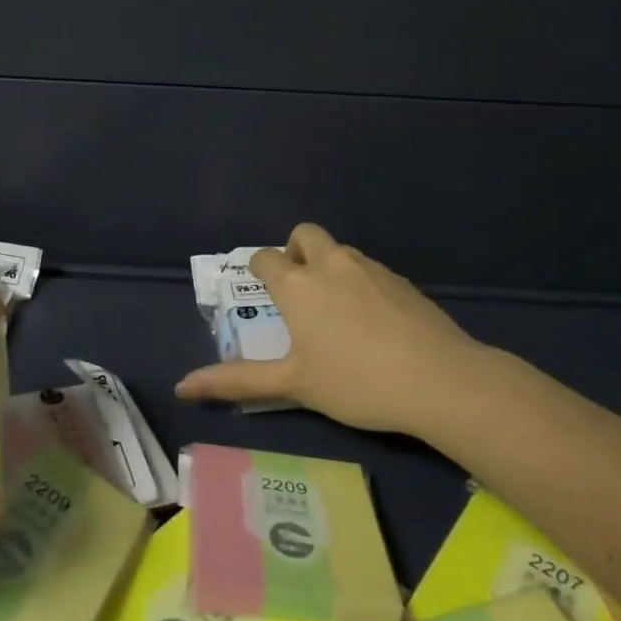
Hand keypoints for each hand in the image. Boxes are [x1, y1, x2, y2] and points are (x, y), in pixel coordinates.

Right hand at [174, 223, 489, 433]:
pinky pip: (369, 268)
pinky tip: (374, 321)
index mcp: (298, 284)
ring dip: (329, 266)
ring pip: (339, 250)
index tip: (263, 288)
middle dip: (295, 250)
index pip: (266, 258)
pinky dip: (360, 282)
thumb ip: (237, 381)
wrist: (438, 378)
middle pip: (304, 234)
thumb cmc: (355, 382)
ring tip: (337, 310)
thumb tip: (181, 386)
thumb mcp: (294, 384)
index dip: (260, 269)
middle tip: (300, 289)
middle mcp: (330, 263)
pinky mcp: (401, 279)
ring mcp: (370, 267)